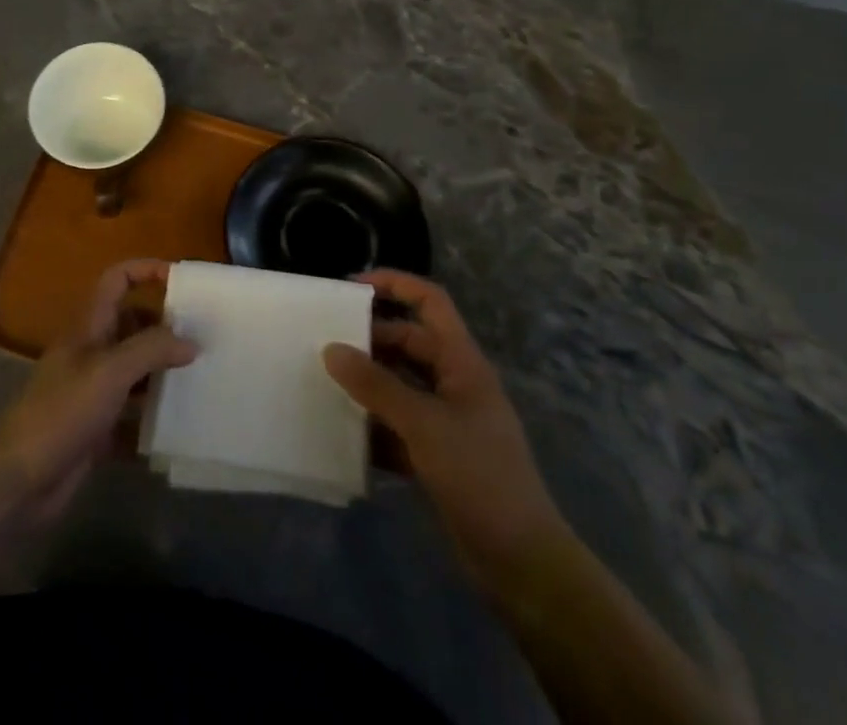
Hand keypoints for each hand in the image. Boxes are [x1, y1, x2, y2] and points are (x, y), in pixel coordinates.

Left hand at [0, 258, 196, 526]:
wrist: (19, 480)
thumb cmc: (62, 411)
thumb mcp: (110, 372)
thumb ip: (152, 349)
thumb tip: (192, 341)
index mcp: (90, 326)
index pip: (118, 280)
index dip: (146, 270)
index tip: (182, 281)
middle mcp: (92, 352)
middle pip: (132, 325)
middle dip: (165, 327)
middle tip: (204, 338)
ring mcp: (93, 392)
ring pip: (135, 371)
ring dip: (163, 373)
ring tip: (202, 377)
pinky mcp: (97, 430)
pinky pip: (133, 416)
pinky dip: (153, 419)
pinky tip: (181, 426)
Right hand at [323, 270, 563, 582]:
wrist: (522, 563)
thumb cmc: (479, 476)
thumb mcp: (423, 424)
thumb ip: (375, 386)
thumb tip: (331, 349)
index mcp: (462, 362)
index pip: (430, 302)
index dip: (395, 284)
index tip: (351, 287)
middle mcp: (455, 383)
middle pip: (409, 343)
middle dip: (370, 340)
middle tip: (325, 343)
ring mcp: (447, 421)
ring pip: (400, 385)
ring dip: (367, 384)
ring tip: (324, 382)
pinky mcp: (438, 456)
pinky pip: (398, 426)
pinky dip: (373, 426)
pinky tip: (342, 434)